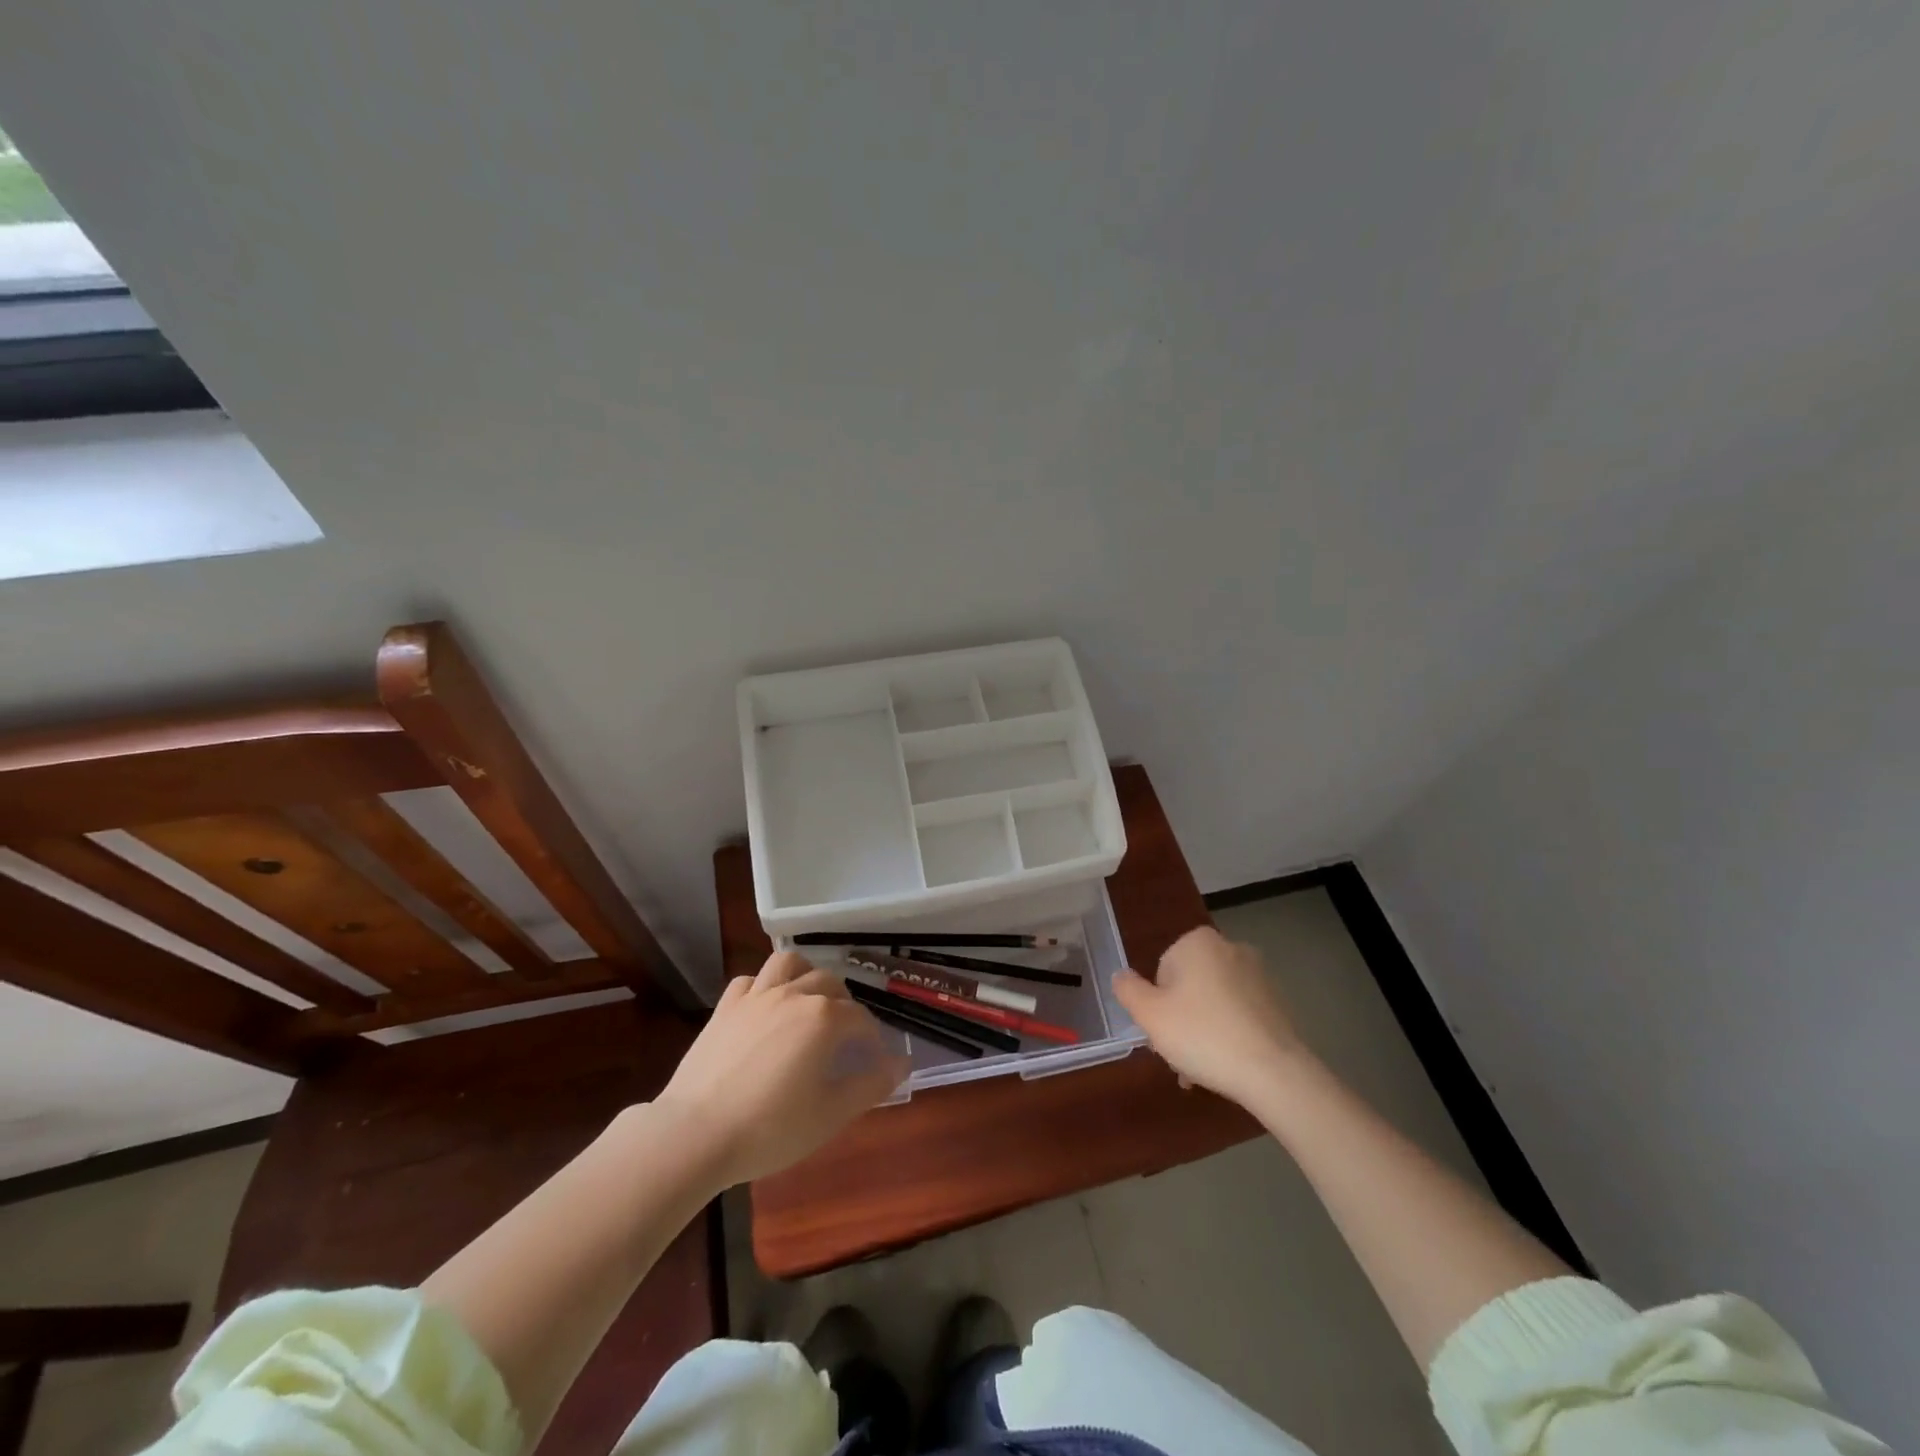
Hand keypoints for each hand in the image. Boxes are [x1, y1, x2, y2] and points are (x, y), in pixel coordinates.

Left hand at [655, 951, 909, 1187]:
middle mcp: (794, 995)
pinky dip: (764, 987)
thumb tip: (901, 1063)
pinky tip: (765, 1008)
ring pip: (789, 963)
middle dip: (844, 1003)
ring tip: (808, 999)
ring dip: (805, 974)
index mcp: (824, 1018)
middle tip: (844, 1035)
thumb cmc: (771, 1128)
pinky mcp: (725, 1007)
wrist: (696, 1133)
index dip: (871, 1039)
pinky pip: (751, 980)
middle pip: (830, 983)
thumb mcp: (831, 1113)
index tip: (872, 1061)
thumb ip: (872, 1084)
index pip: (860, 1018)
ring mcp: (756, 996)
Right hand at [1111, 926, 1306, 1106]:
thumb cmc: (1203, 1035)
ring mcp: (1259, 975)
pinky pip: (1239, 1016)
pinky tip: (1226, 1067)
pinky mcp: (1278, 1003)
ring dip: (1203, 1031)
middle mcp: (1230, 948)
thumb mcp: (1150, 1015)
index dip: (1158, 1005)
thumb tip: (1121, 975)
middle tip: (1179, 1055)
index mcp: (1198, 942)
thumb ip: (1128, 990)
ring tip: (1201, 1070)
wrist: (1274, 1073)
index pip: (1162, 971)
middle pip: (1189, 986)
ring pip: (1214, 1003)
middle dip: (1181, 1020)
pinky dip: (1229, 1035)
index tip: (1163, 1034)